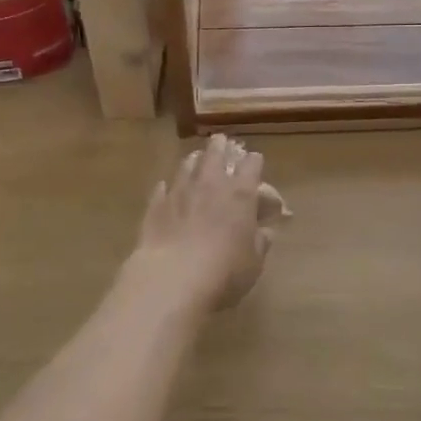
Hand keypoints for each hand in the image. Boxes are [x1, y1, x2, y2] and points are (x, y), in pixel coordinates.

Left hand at [135, 134, 279, 309]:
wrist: (172, 279)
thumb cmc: (224, 271)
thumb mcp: (254, 262)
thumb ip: (260, 242)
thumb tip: (265, 231)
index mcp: (241, 194)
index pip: (252, 165)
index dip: (254, 162)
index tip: (255, 161)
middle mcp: (210, 184)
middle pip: (216, 154)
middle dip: (221, 146)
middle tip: (221, 141)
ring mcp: (180, 192)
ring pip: (187, 165)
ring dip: (194, 160)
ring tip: (196, 158)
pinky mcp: (155, 206)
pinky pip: (162, 188)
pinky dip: (167, 186)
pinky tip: (166, 188)